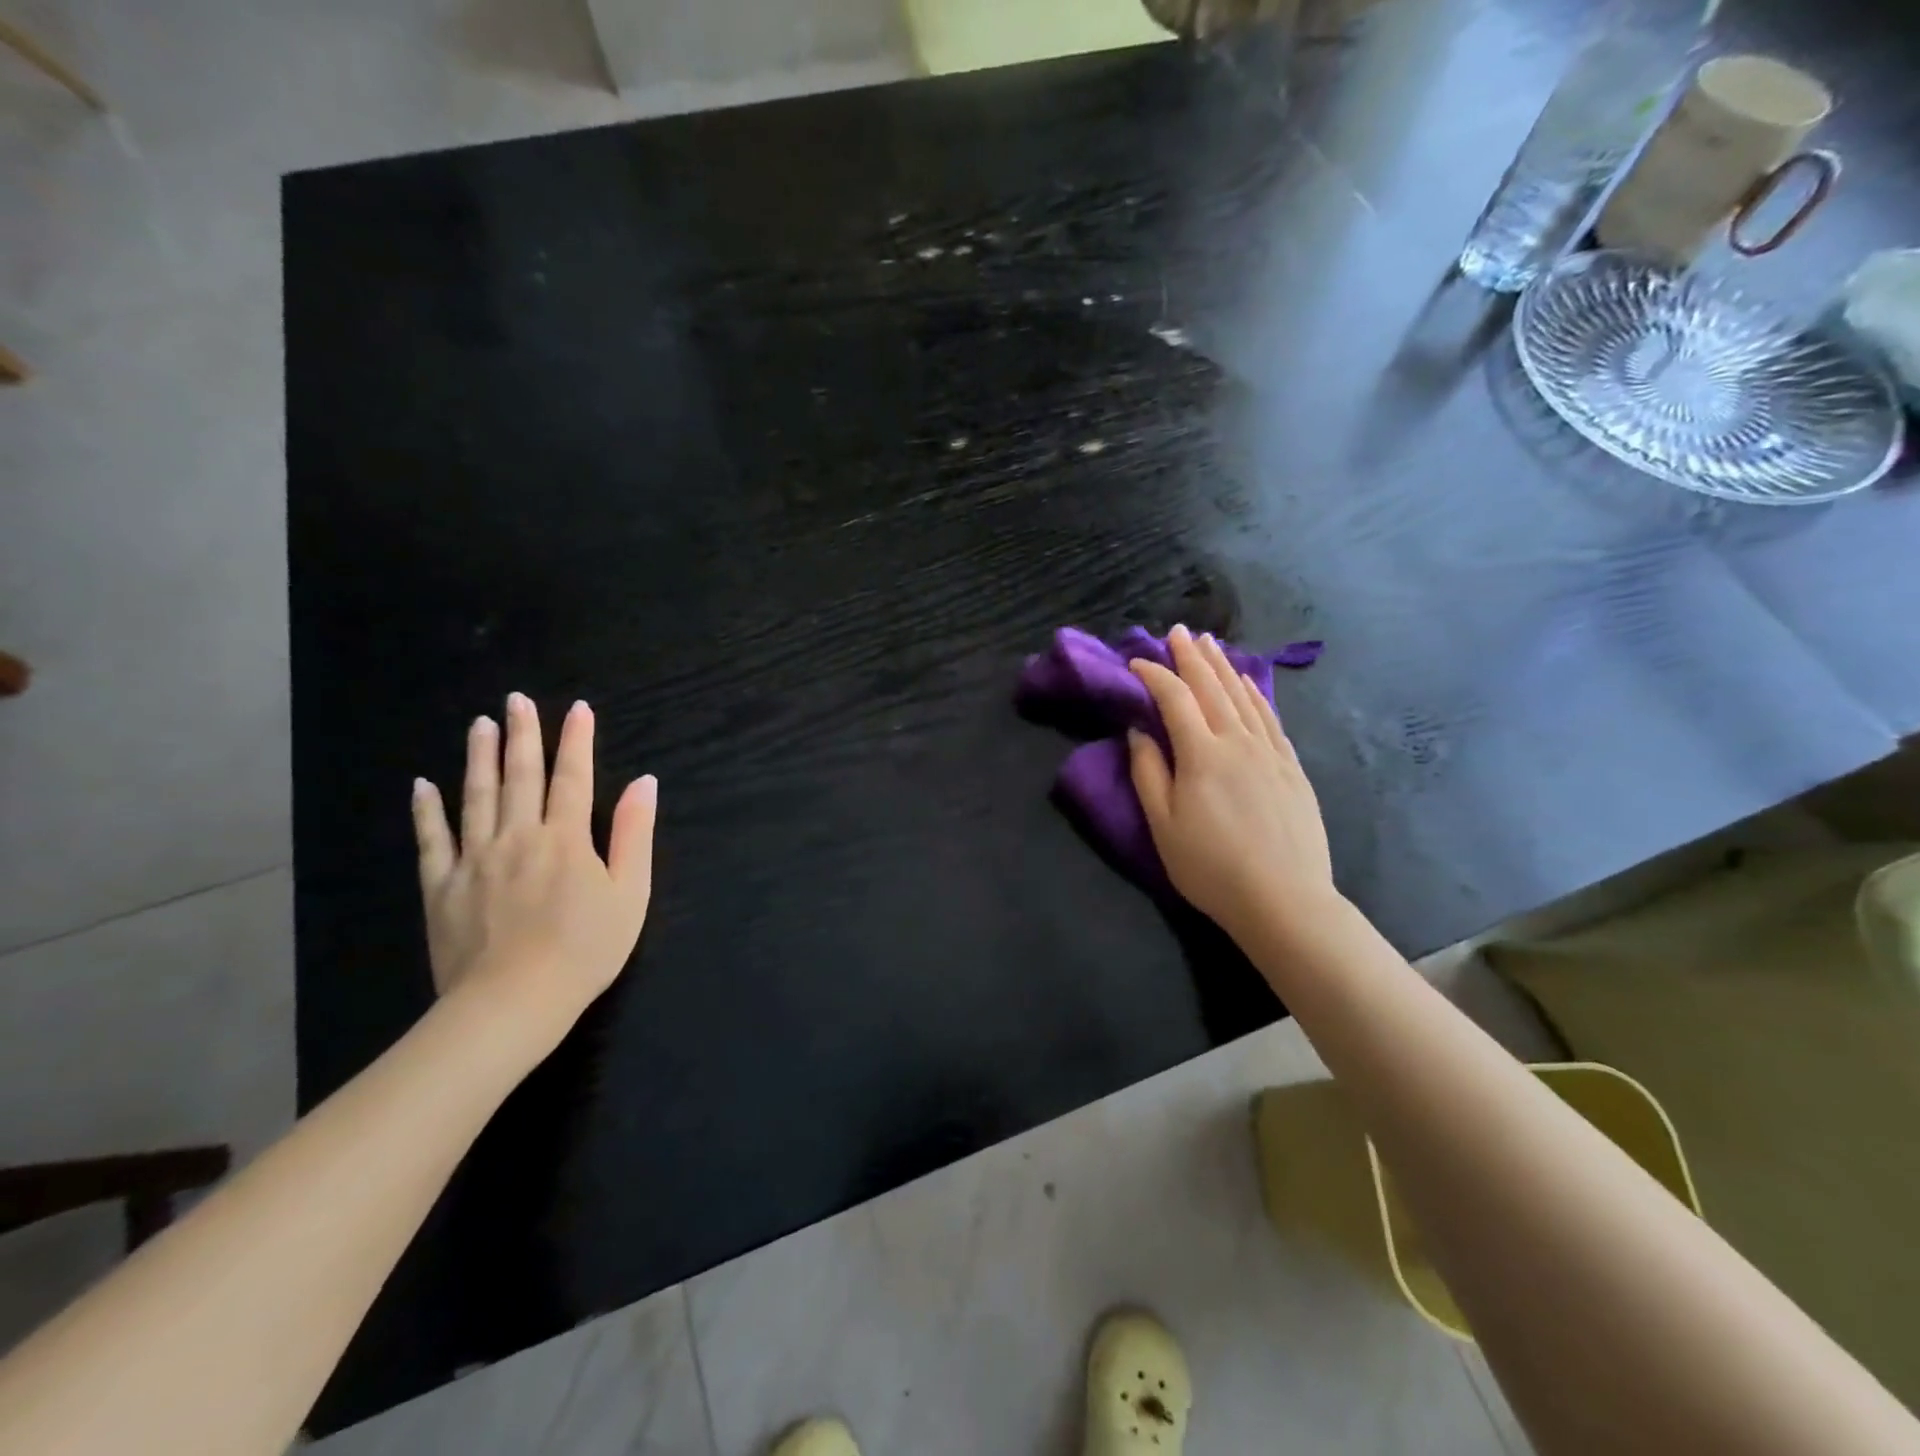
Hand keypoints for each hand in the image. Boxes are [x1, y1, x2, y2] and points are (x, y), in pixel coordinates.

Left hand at [411, 693, 656, 1053]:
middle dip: (523, 735)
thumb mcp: (629, 894)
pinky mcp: (442, 886)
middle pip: (521, 777)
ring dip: (479, 758)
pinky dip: (427, 810)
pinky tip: (422, 785)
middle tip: (516, 700)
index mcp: (566, 839)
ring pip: (477, 797)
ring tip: (480, 725)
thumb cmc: (585, 949)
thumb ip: (633, 834)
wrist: (513, 1002)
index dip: (577, 741)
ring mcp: (475, 859)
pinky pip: (432, 840)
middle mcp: (519, 837)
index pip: (573, 778)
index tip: (578, 708)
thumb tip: (644, 783)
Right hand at [1127, 625, 1338, 940]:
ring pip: (1244, 697)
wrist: (1284, 899)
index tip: (1136, 662)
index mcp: (1201, 755)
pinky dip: (1256, 693)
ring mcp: (1270, 753)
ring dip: (1223, 667)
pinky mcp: (1291, 768)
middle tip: (1179, 631)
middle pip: (1212, 688)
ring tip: (1210, 644)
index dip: (1154, 675)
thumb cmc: (1211, 867)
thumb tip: (1139, 731)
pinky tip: (1249, 682)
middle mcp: (1238, 742)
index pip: (1174, 699)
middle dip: (1192, 657)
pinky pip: (1271, 718)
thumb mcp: (1164, 826)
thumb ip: (1148, 773)